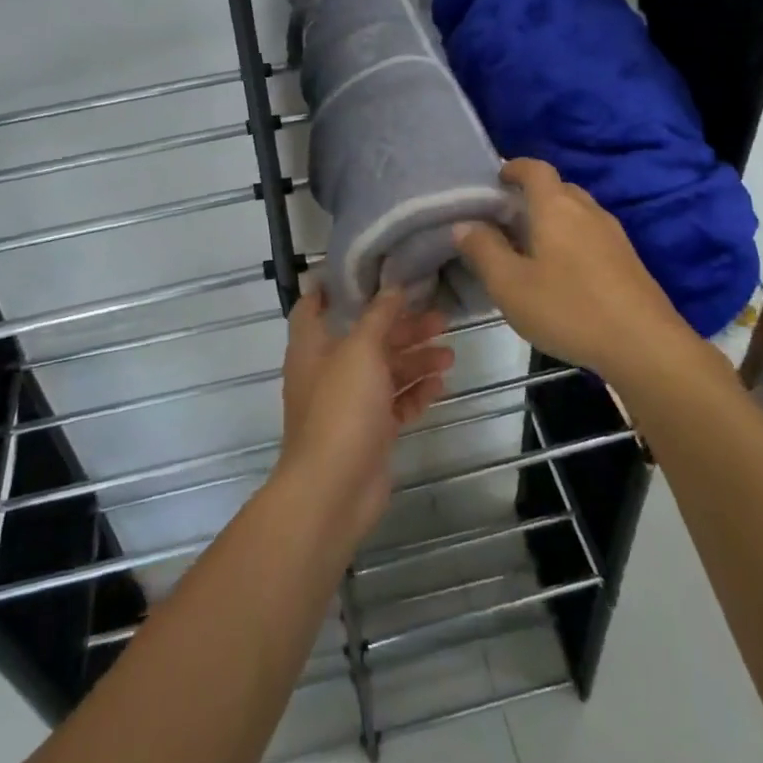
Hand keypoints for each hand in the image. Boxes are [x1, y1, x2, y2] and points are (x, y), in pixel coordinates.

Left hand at [275, 283, 452, 550]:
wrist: (333, 490)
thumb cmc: (341, 408)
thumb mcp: (361, 350)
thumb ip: (379, 316)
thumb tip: (393, 286)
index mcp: (312, 346)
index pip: (314, 306)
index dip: (336, 288)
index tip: (369, 272)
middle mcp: (328, 371)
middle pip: (366, 338)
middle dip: (401, 327)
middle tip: (440, 318)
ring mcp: (349, 404)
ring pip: (385, 372)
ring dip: (416, 360)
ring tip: (449, 354)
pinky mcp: (370, 432)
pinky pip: (395, 404)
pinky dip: (415, 392)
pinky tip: (440, 384)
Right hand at [453, 157, 697, 384]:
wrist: (644, 344)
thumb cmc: (568, 308)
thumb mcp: (510, 285)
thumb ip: (483, 251)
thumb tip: (465, 224)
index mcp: (556, 207)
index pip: (535, 169)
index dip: (514, 167)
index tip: (497, 179)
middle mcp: (587, 210)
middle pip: (558, 188)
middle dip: (531, 195)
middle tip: (506, 219)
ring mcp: (613, 234)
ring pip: (577, 212)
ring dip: (553, 218)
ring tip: (531, 247)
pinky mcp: (628, 259)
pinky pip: (592, 233)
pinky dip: (572, 238)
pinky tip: (563, 272)